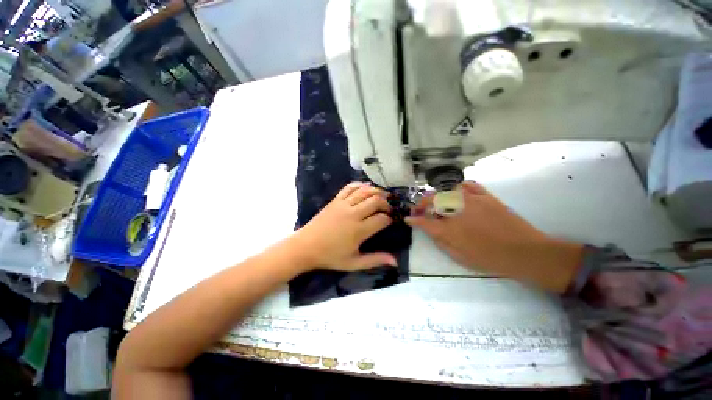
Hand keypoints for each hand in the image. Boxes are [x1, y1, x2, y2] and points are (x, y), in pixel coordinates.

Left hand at [293, 182, 396, 271]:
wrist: (306, 246)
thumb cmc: (330, 256)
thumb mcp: (353, 263)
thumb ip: (374, 260)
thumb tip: (395, 261)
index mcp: (358, 231)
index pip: (381, 219)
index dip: (390, 218)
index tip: (392, 220)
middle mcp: (353, 214)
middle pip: (375, 200)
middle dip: (386, 203)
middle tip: (389, 208)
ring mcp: (343, 204)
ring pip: (364, 191)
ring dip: (376, 191)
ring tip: (383, 196)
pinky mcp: (335, 200)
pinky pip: (349, 188)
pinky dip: (360, 185)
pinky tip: (366, 187)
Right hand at [406, 182, 583, 291]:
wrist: (525, 252)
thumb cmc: (490, 258)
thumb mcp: (460, 257)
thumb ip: (440, 241)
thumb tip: (429, 230)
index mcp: (450, 229)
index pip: (424, 221)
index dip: (413, 219)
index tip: (408, 218)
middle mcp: (457, 211)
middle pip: (432, 200)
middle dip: (421, 204)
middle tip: (419, 209)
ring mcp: (472, 200)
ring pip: (447, 190)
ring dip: (437, 195)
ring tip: (436, 202)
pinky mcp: (486, 196)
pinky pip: (468, 185)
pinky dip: (458, 187)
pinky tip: (457, 193)